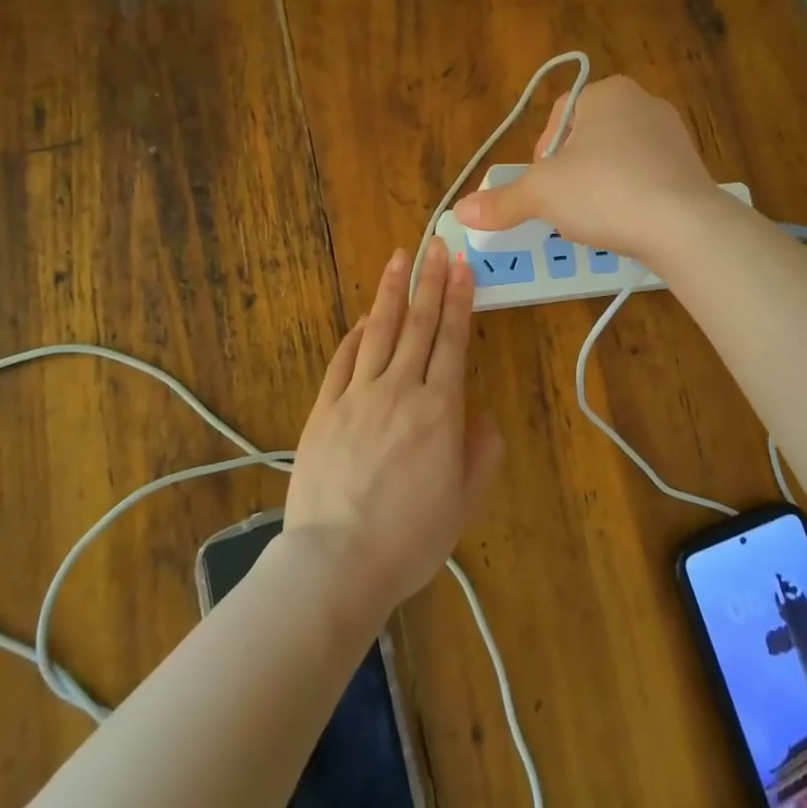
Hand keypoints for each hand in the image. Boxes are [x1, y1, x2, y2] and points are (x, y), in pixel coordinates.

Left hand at [283, 239, 500, 617]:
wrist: (336, 563)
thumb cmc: (410, 538)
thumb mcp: (464, 502)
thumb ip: (482, 453)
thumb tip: (482, 416)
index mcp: (440, 410)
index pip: (452, 340)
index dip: (459, 300)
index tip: (462, 266)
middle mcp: (400, 390)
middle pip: (418, 324)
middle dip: (430, 281)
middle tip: (437, 244)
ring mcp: (357, 395)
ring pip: (379, 331)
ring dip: (392, 292)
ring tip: (401, 258)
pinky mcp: (324, 409)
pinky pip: (343, 360)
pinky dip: (356, 334)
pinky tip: (365, 317)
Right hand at [451, 75, 719, 262]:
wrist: (684, 226)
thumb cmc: (604, 192)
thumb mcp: (541, 195)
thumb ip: (501, 201)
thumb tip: (459, 212)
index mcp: (607, 93)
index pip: (559, 116)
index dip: (542, 153)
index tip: (543, 186)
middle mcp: (643, 103)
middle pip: (588, 138)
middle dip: (571, 173)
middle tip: (565, 206)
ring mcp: (674, 135)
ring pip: (618, 160)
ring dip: (600, 187)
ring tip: (595, 220)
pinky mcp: (692, 168)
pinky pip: (648, 179)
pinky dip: (631, 198)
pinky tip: (627, 224)